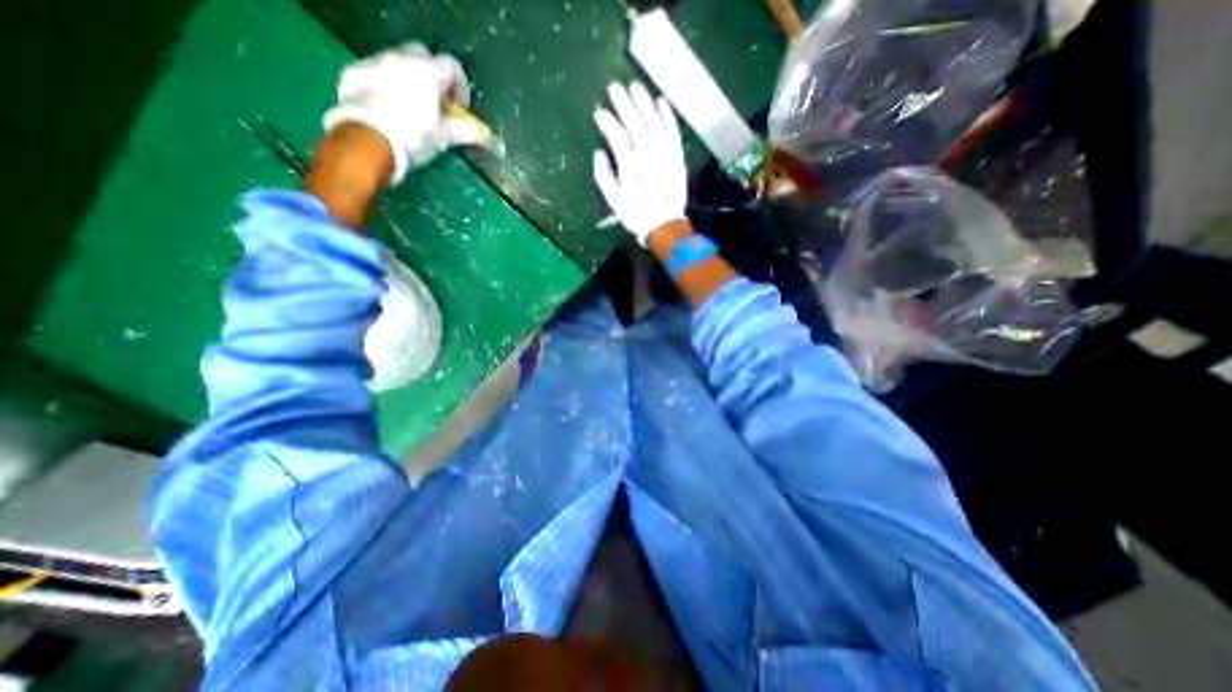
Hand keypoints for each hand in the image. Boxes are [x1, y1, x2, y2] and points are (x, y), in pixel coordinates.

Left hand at [324, 40, 489, 184]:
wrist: (367, 141)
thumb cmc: (413, 138)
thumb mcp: (443, 137)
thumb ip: (464, 131)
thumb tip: (483, 135)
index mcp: (428, 72)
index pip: (453, 67)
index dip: (461, 87)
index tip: (459, 108)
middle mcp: (401, 58)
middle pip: (424, 57)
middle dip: (433, 77)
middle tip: (436, 104)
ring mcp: (375, 62)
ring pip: (398, 62)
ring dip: (409, 80)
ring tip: (412, 108)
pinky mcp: (354, 72)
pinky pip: (376, 72)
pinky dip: (386, 84)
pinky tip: (388, 108)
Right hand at [591, 80, 687, 245]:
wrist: (664, 225)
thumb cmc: (636, 214)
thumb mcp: (613, 200)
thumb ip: (603, 175)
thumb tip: (598, 152)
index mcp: (630, 166)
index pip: (617, 136)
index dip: (607, 122)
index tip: (599, 112)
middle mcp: (648, 155)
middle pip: (635, 124)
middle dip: (624, 104)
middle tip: (614, 88)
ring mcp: (664, 154)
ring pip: (653, 123)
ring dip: (644, 103)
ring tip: (635, 87)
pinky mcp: (676, 157)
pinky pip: (672, 132)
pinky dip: (667, 116)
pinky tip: (661, 101)